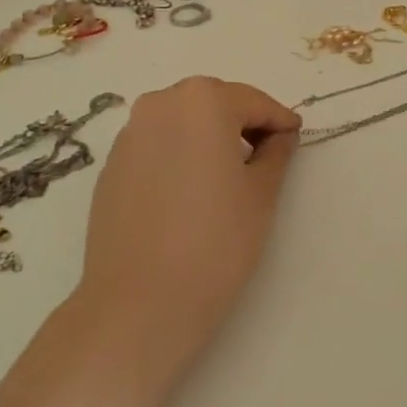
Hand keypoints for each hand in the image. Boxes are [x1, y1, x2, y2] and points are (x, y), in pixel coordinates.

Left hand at [76, 77, 300, 372]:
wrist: (138, 305)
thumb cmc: (215, 242)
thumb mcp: (261, 194)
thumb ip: (276, 152)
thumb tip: (279, 134)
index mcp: (202, 101)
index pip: (253, 102)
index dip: (278, 120)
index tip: (295, 137)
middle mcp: (160, 104)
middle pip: (213, 103)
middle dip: (242, 123)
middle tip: (266, 155)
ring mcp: (129, 135)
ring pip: (182, 122)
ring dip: (208, 137)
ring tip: (228, 177)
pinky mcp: (110, 167)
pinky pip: (157, 146)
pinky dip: (179, 156)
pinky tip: (190, 194)